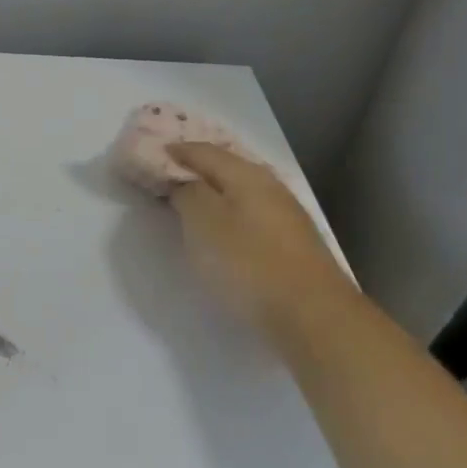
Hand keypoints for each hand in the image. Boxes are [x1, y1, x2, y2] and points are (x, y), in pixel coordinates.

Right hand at [166, 143, 341, 332]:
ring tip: (193, 202)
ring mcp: (287, 214)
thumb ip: (188, 194)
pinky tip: (225, 228)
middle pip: (227, 167)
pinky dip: (232, 213)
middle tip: (170, 175)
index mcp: (246, 174)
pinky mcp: (295, 243)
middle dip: (198, 168)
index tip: (152, 154)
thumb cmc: (249, 264)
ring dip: (216, 192)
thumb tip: (185, 183)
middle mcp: (270, 185)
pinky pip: (253, 213)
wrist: (314, 316)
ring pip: (243, 191)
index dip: (176, 151)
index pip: (203, 151)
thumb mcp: (203, 223)